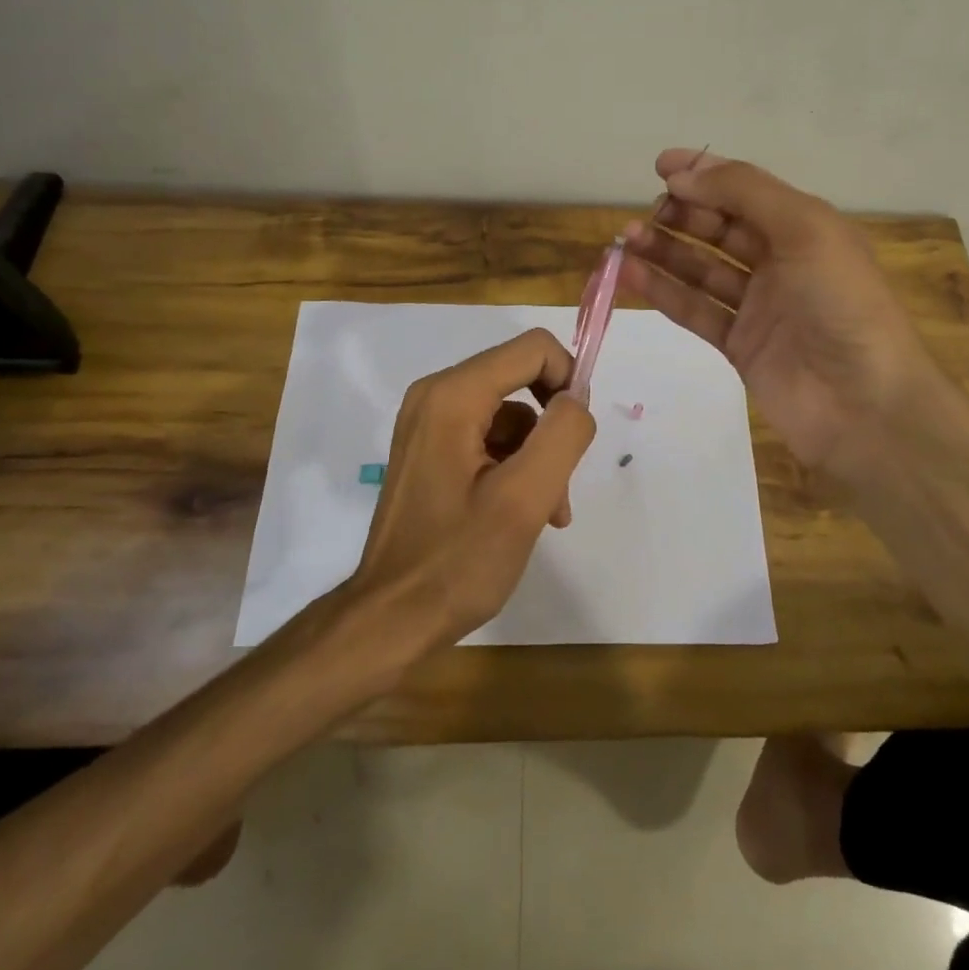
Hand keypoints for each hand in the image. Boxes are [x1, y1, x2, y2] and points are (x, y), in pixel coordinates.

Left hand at [344, 329, 596, 647]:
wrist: (390, 619)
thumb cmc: (457, 560)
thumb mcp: (525, 498)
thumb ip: (563, 434)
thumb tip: (576, 399)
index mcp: (453, 395)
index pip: (533, 349)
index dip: (568, 382)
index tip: (578, 438)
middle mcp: (435, 395)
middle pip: (521, 380)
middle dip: (551, 428)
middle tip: (560, 488)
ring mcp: (428, 422)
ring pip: (510, 414)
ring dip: (537, 457)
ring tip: (545, 514)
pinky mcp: (430, 449)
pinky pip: (488, 437)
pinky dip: (514, 467)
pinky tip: (522, 514)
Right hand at [620, 150, 942, 481]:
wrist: (864, 405)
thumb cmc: (842, 303)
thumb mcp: (805, 229)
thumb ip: (744, 193)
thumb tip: (683, 176)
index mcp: (805, 228)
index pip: (746, 190)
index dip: (705, 174)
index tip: (660, 166)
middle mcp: (781, 262)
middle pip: (720, 228)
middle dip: (681, 215)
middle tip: (644, 215)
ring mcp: (758, 306)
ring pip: (701, 268)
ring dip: (665, 251)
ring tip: (625, 241)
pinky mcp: (739, 345)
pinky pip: (695, 310)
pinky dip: (663, 291)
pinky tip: (631, 275)